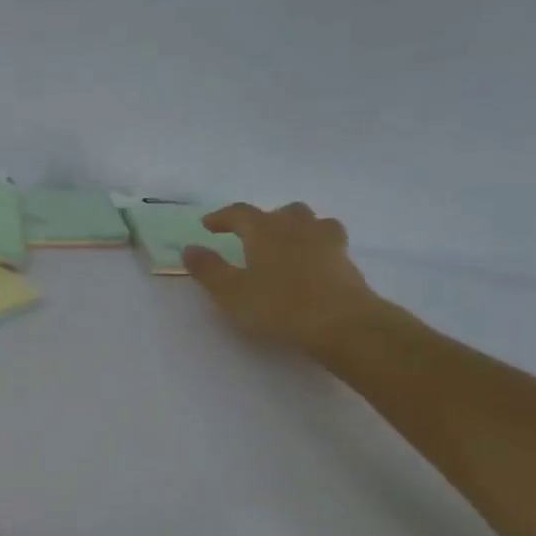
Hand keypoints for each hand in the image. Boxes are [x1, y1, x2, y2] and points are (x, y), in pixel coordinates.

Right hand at [183, 202, 383, 356]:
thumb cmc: (279, 306)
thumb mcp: (231, 292)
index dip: (222, 217)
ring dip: (294, 228)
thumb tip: (189, 248)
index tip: (208, 225)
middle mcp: (296, 226)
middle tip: (249, 237)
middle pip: (280, 212)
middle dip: (262, 221)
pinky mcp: (346, 260)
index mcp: (265, 230)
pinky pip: (328, 241)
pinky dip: (316, 246)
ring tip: (285, 244)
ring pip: (309, 221)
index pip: (240, 213)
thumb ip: (208, 269)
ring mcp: (326, 241)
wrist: (341, 323)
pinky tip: (312, 262)